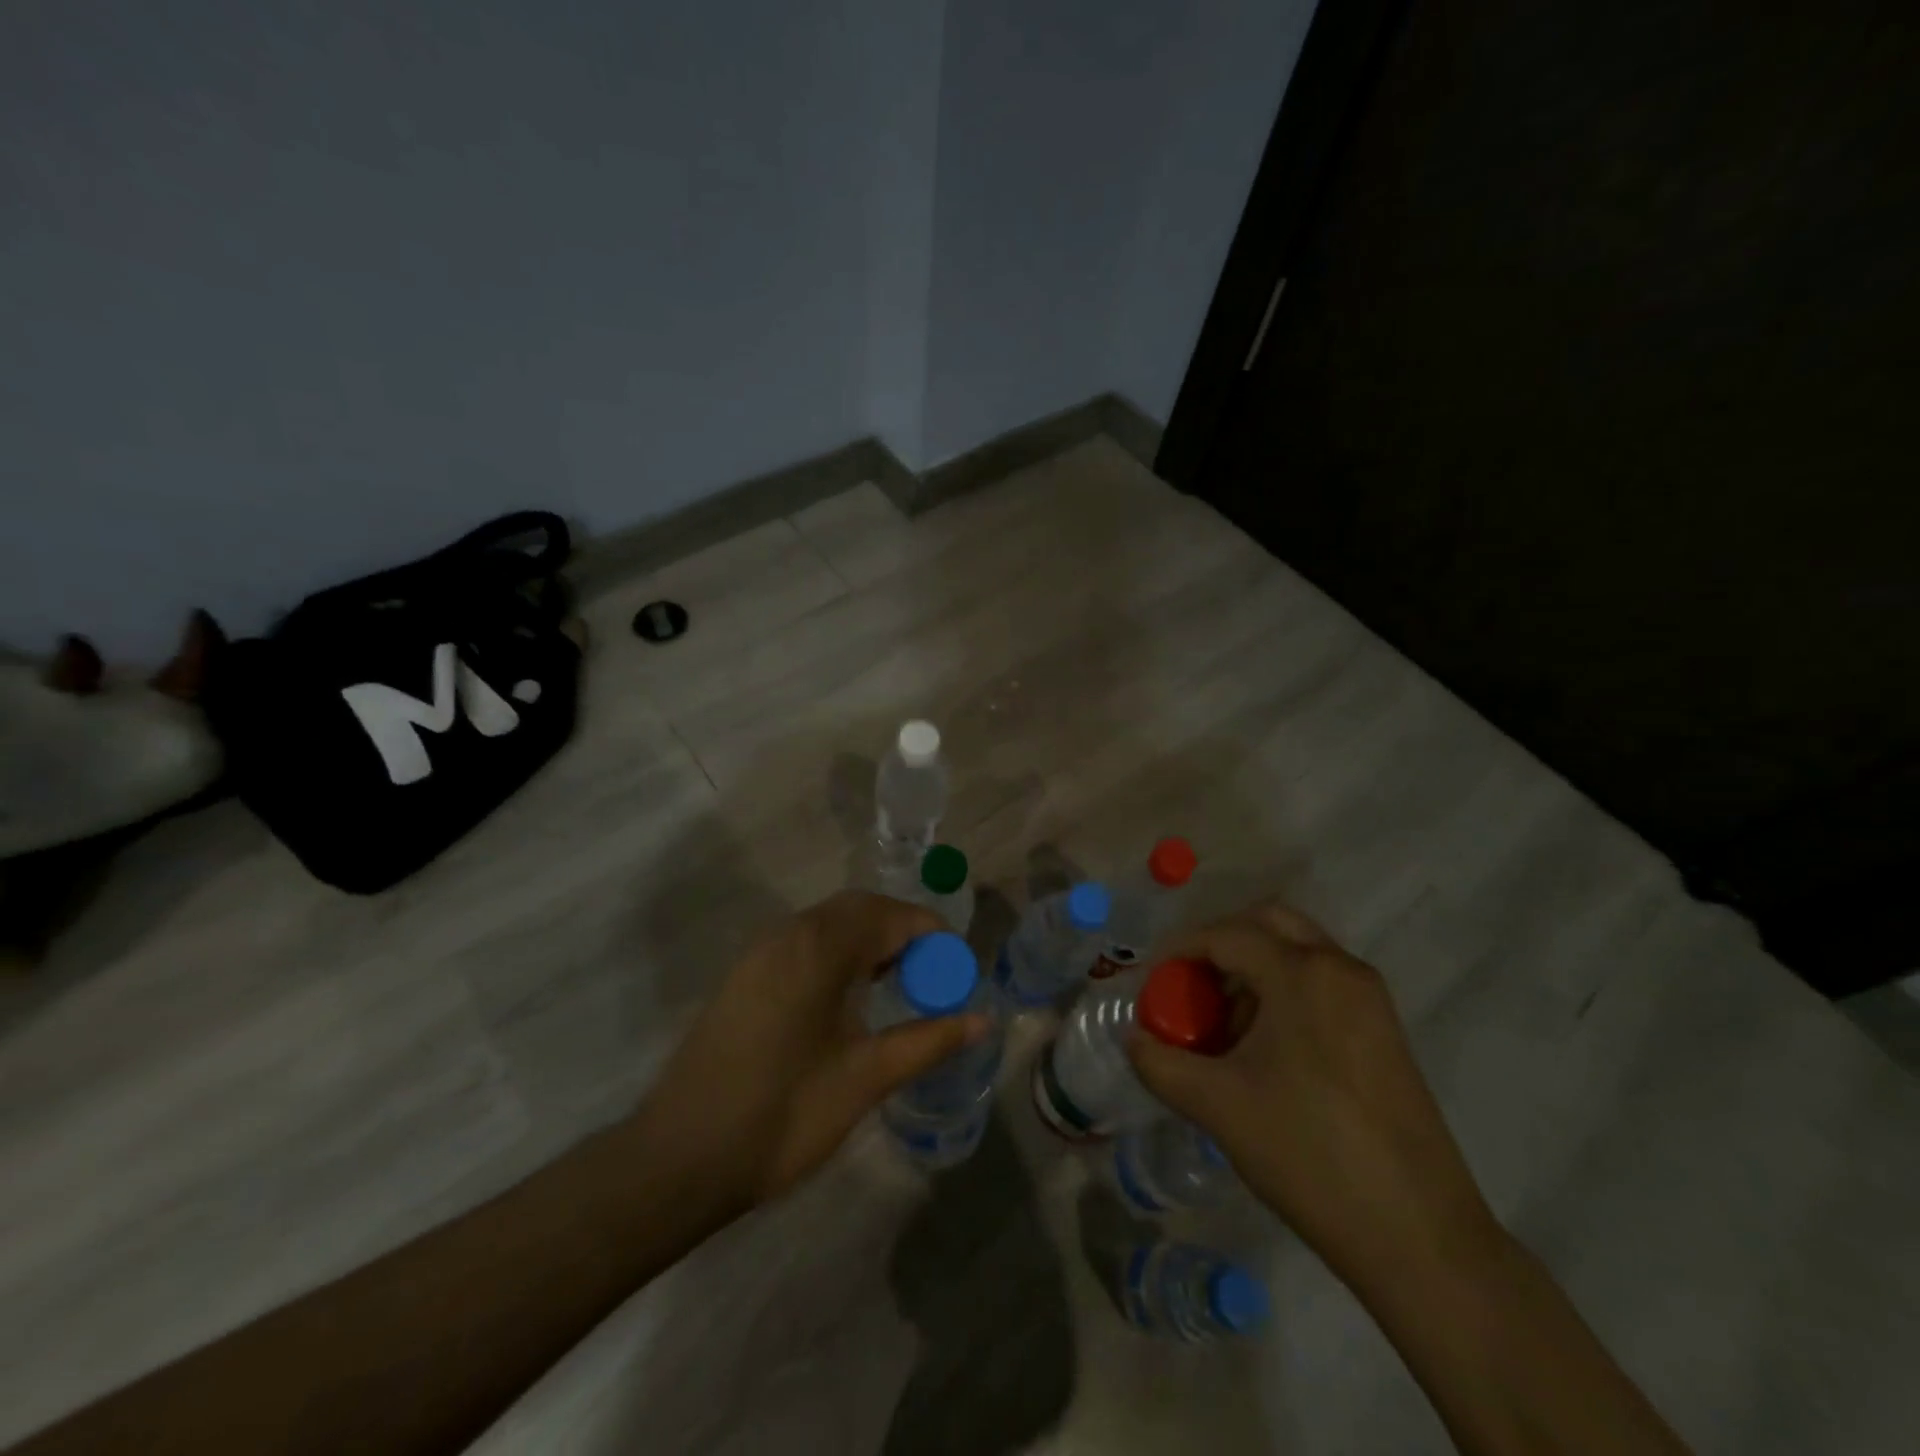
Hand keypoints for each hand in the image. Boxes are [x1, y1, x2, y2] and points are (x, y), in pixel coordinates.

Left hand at [638, 890, 987, 1208]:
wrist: (679, 1159)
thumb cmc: (782, 1115)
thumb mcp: (866, 1078)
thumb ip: (928, 1041)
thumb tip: (983, 1019)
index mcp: (820, 947)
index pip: (892, 915)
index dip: (933, 936)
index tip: (956, 973)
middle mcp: (789, 933)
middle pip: (861, 909)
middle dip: (903, 933)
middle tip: (931, 979)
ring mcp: (760, 952)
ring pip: (830, 923)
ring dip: (871, 942)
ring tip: (899, 988)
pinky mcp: (745, 975)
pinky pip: (805, 943)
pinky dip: (839, 953)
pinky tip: (849, 999)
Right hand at [1127, 901, 1506, 1295]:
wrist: (1419, 1236)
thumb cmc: (1307, 1154)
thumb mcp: (1216, 1106)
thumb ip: (1159, 1063)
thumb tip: (1133, 1038)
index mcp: (1300, 973)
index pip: (1224, 934)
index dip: (1178, 951)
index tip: (1151, 984)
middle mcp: (1339, 968)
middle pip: (1267, 923)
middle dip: (1220, 945)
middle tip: (1189, 987)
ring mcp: (1369, 997)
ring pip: (1297, 950)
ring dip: (1252, 969)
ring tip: (1222, 1026)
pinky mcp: (1384, 1029)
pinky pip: (1321, 981)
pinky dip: (1283, 990)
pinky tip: (1264, 1048)